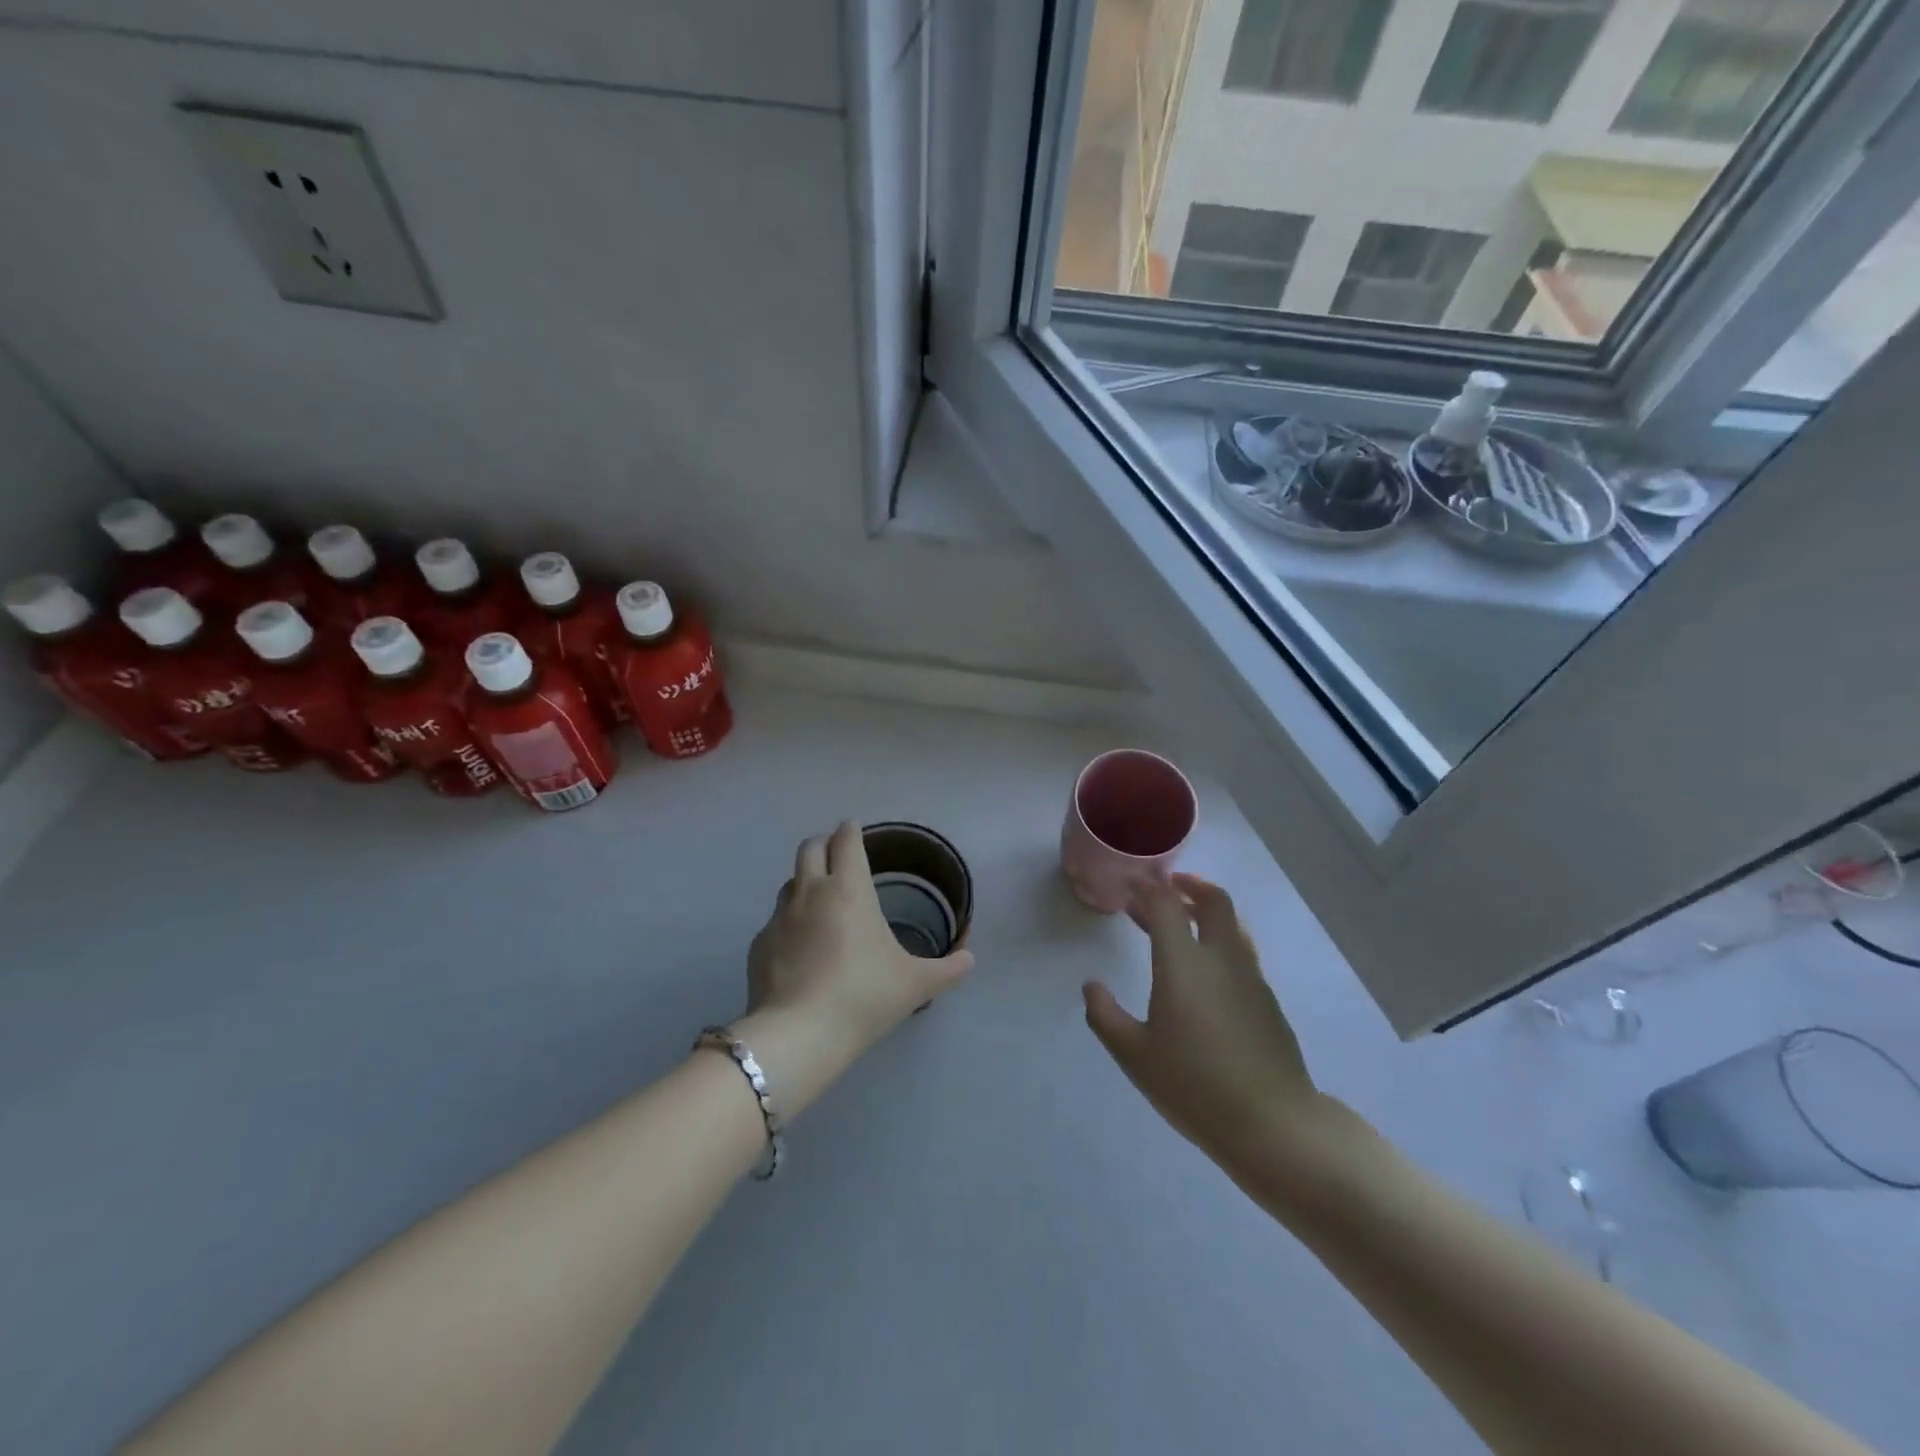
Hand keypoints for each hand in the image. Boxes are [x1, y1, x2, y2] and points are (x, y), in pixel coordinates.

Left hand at [745, 821, 974, 1057]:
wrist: (800, 1034)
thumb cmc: (864, 996)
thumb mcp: (915, 984)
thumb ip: (947, 969)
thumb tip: (969, 960)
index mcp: (849, 889)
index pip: (847, 841)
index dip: (851, 830)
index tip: (855, 828)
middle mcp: (811, 892)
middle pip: (811, 848)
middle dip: (824, 842)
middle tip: (837, 852)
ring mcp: (780, 918)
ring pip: (790, 882)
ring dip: (805, 880)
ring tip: (820, 899)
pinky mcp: (759, 945)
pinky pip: (776, 921)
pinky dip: (790, 923)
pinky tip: (800, 947)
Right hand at [1082, 875, 1325, 1177]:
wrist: (1273, 1124)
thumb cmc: (1195, 1086)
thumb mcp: (1135, 1055)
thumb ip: (1106, 1016)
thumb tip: (1091, 987)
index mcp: (1184, 964)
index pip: (1166, 905)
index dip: (1146, 888)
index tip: (1129, 885)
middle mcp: (1221, 959)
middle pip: (1213, 901)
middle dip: (1189, 886)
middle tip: (1165, 888)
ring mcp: (1250, 979)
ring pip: (1232, 926)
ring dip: (1206, 913)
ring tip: (1183, 922)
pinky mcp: (1267, 1001)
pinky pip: (1242, 954)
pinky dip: (1220, 943)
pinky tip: (1206, 972)